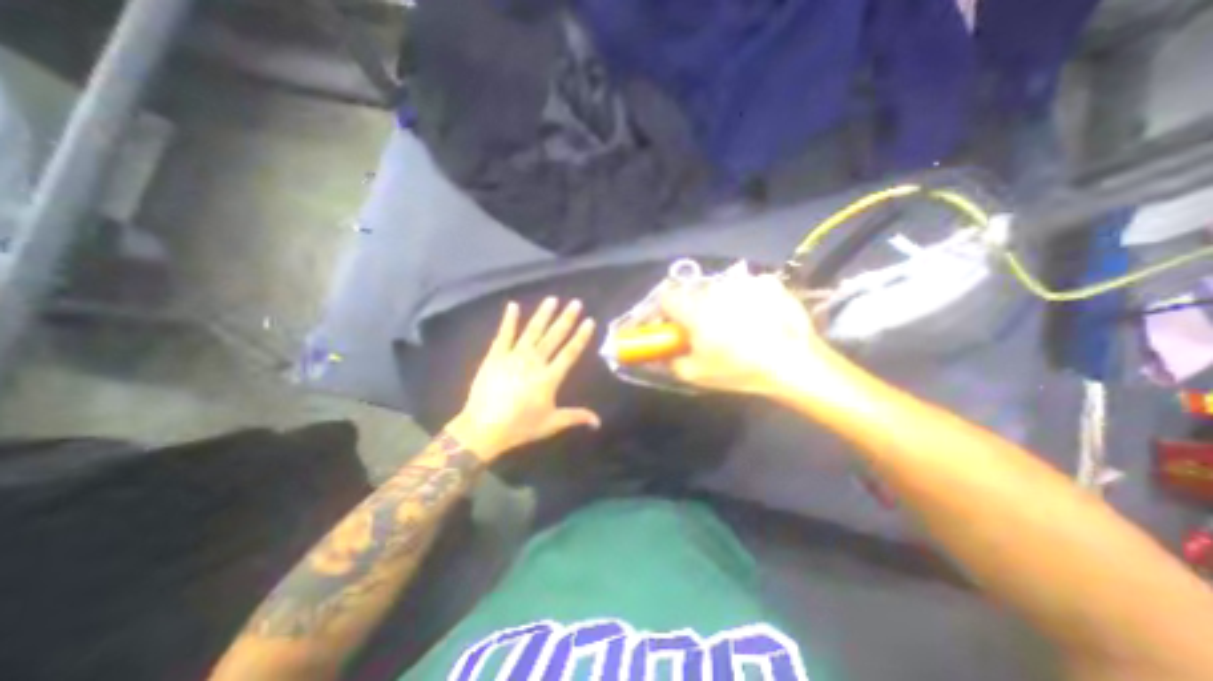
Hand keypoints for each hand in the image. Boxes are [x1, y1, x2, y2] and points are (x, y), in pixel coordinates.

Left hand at [445, 294, 597, 458]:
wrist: (483, 429)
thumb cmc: (520, 426)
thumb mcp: (551, 424)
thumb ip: (576, 417)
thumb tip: (598, 422)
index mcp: (549, 378)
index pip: (570, 353)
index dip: (580, 337)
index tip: (589, 321)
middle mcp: (534, 362)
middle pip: (554, 337)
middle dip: (566, 319)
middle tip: (576, 303)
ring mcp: (513, 356)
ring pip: (532, 331)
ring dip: (543, 315)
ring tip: (552, 299)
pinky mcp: (495, 356)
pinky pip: (503, 335)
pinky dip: (508, 320)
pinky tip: (513, 305)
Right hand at [661, 268, 840, 396]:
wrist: (795, 363)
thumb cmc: (738, 370)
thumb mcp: (695, 374)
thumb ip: (669, 361)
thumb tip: (657, 355)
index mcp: (694, 309)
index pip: (666, 297)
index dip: (664, 311)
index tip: (670, 326)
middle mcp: (715, 288)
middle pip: (693, 293)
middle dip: (692, 310)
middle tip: (704, 330)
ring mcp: (744, 282)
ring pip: (719, 289)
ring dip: (718, 304)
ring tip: (734, 325)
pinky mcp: (767, 282)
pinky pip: (746, 287)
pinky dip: (745, 299)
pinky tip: (756, 317)